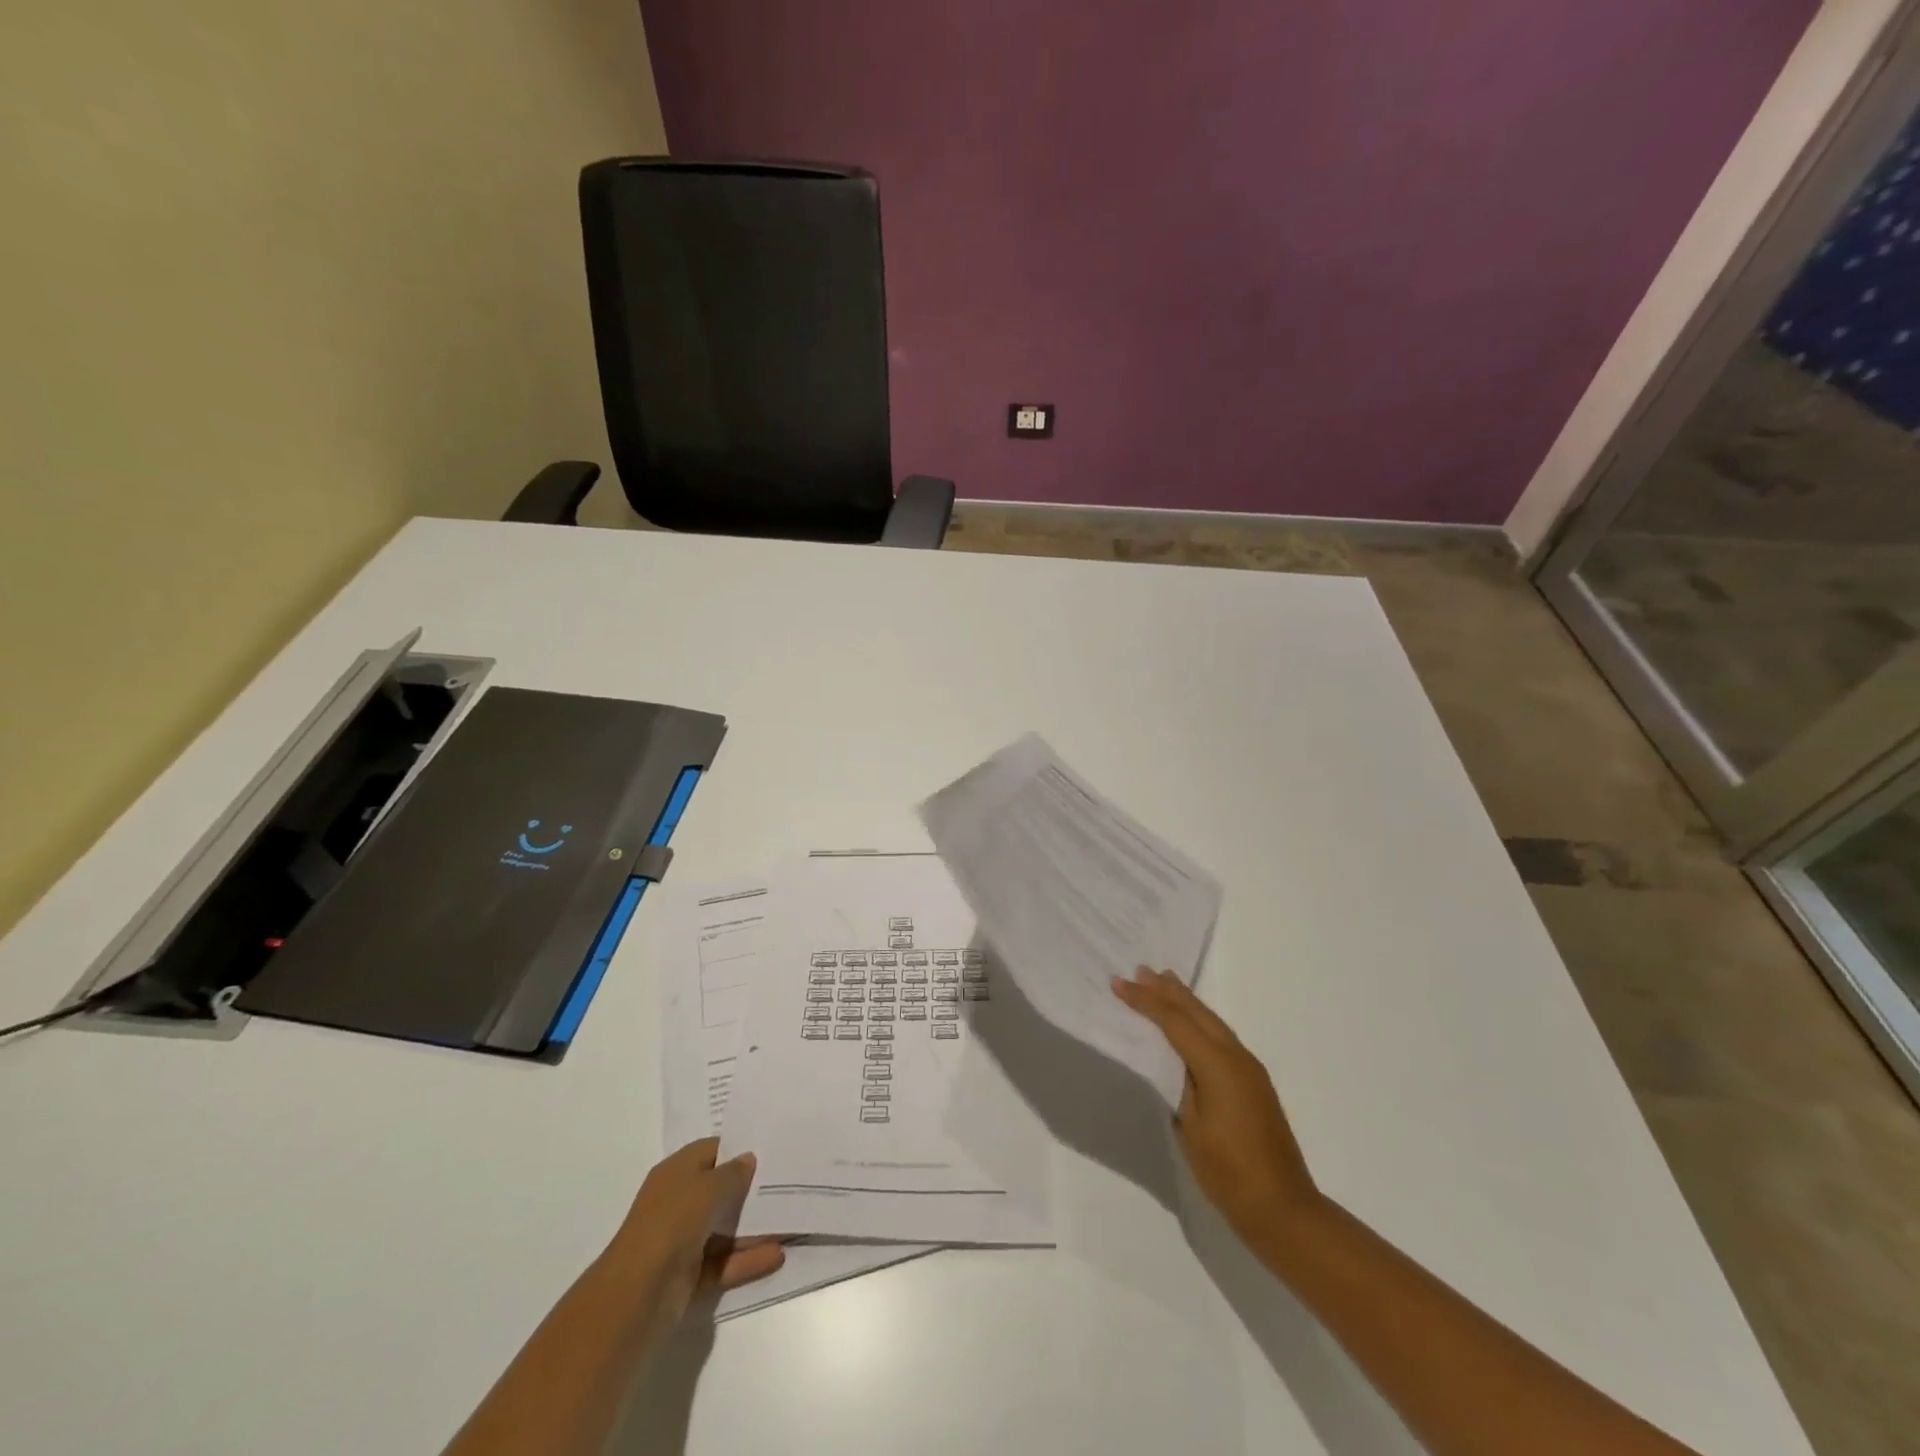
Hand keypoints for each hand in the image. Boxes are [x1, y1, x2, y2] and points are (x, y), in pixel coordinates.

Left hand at [602, 1138, 784, 1329]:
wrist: (636, 1297)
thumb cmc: (672, 1223)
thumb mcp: (708, 1187)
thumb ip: (733, 1173)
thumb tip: (749, 1159)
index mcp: (676, 1173)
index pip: (712, 1151)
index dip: (739, 1148)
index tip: (772, 1149)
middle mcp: (679, 1203)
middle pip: (721, 1190)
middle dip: (752, 1189)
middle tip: (789, 1182)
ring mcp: (684, 1241)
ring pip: (726, 1229)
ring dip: (755, 1228)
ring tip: (791, 1221)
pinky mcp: (691, 1276)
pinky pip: (725, 1262)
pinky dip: (748, 1259)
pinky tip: (778, 1254)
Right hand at [1113, 967, 1321, 1247]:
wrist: (1284, 1210)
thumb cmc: (1229, 1172)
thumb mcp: (1191, 1127)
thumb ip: (1179, 1084)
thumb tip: (1171, 1060)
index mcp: (1218, 1065)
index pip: (1174, 1021)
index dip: (1144, 1001)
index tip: (1118, 983)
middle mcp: (1237, 1057)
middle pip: (1197, 1012)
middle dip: (1167, 991)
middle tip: (1141, 970)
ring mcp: (1250, 1069)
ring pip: (1212, 1021)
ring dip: (1185, 1002)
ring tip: (1164, 982)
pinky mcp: (1254, 1082)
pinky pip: (1220, 1037)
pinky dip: (1199, 1021)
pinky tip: (1190, 1023)